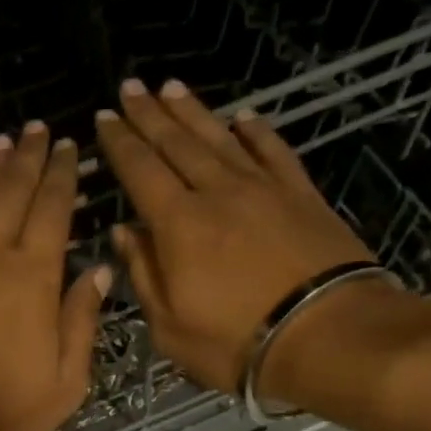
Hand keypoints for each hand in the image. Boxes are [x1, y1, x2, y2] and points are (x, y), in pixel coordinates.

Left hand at [0, 122, 110, 430]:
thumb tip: (99, 271)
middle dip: (28, 158)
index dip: (63, 176)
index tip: (70, 147)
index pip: (53, 211)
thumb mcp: (64, 383)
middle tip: (38, 129)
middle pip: (12, 193)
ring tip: (3, 141)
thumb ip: (82, 322)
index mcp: (34, 279)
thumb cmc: (1, 413)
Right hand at [95, 78, 396, 395]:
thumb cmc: (234, 342)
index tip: (104, 119)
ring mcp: (263, 189)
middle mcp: (217, 192)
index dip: (120, 144)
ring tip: (171, 88)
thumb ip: (143, 274)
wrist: (326, 334)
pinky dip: (255, 132)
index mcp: (178, 225)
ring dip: (193, 112)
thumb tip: (123, 232)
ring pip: (220, 138)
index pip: (140, 171)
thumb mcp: (169, 326)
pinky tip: (243, 117)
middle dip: (149, 115)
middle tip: (130, 88)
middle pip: (177, 144)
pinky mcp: (301, 194)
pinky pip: (273, 151)